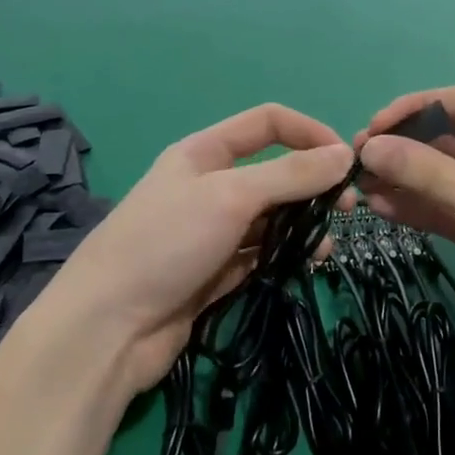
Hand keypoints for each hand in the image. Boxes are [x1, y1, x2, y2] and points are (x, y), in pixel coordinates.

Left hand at [40, 105, 352, 394]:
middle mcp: (210, 186)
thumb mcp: (231, 196)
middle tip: (347, 209)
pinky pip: (262, 254)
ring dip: (302, 224)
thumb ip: (290, 174)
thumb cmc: (166, 243)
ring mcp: (212, 232)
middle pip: (274, 171)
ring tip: (326, 247)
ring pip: (271, 217)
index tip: (346, 161)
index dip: (309, 132)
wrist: (107, 330)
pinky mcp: (216, 273)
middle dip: (312, 185)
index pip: (268, 123)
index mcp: (204, 152)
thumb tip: (345, 155)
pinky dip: (286, 255)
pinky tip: (306, 266)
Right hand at [356, 88, 454, 355]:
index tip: (372, 130)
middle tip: (357, 162)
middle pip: (444, 140)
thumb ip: (433, 176)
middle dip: (402, 147)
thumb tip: (370, 147)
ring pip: (437, 176)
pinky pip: (439, 209)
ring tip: (360, 186)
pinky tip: (379, 208)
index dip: (413, 111)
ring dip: (401, 178)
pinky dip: (411, 207)